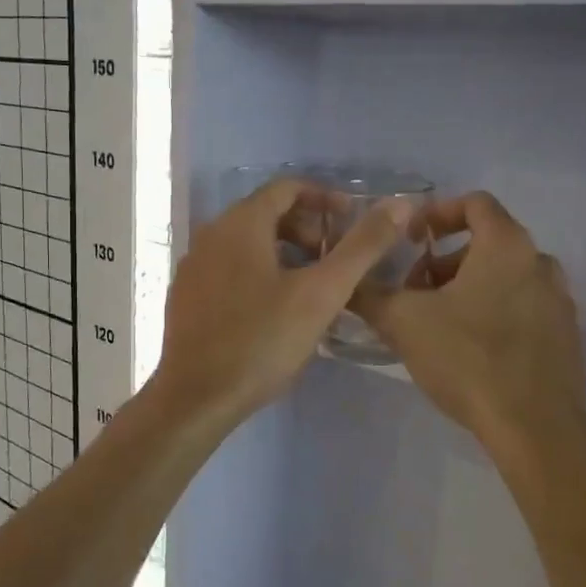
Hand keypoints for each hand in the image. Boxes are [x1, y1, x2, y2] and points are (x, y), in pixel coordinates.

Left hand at [154, 179, 413, 428]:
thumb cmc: (262, 341)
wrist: (196, 398)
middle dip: (305, 228)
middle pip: (265, 214)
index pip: (286, 188)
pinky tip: (275, 310)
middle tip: (334, 258)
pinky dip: (258, 272)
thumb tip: (400, 204)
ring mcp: (192, 267)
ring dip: (283, 252)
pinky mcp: (185, 297)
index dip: (324, 198)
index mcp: (240, 224)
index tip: (350, 221)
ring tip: (311, 285)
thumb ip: (362, 247)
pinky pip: (228, 269)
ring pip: (246, 244)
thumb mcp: (322, 293)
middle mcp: (210, 235)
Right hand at [352, 192, 585, 453]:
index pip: (475, 203)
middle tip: (414, 290)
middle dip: (444, 261)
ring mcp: (559, 301)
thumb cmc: (468, 359)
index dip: (438, 213)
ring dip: (467, 287)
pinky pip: (522, 307)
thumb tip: (345, 281)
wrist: (534, 427)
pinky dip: (493, 311)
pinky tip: (469, 349)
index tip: (411, 240)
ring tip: (436, 321)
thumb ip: (370, 295)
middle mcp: (540, 263)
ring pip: (505, 277)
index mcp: (507, 246)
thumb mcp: (403, 323)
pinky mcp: (564, 336)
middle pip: (487, 242)